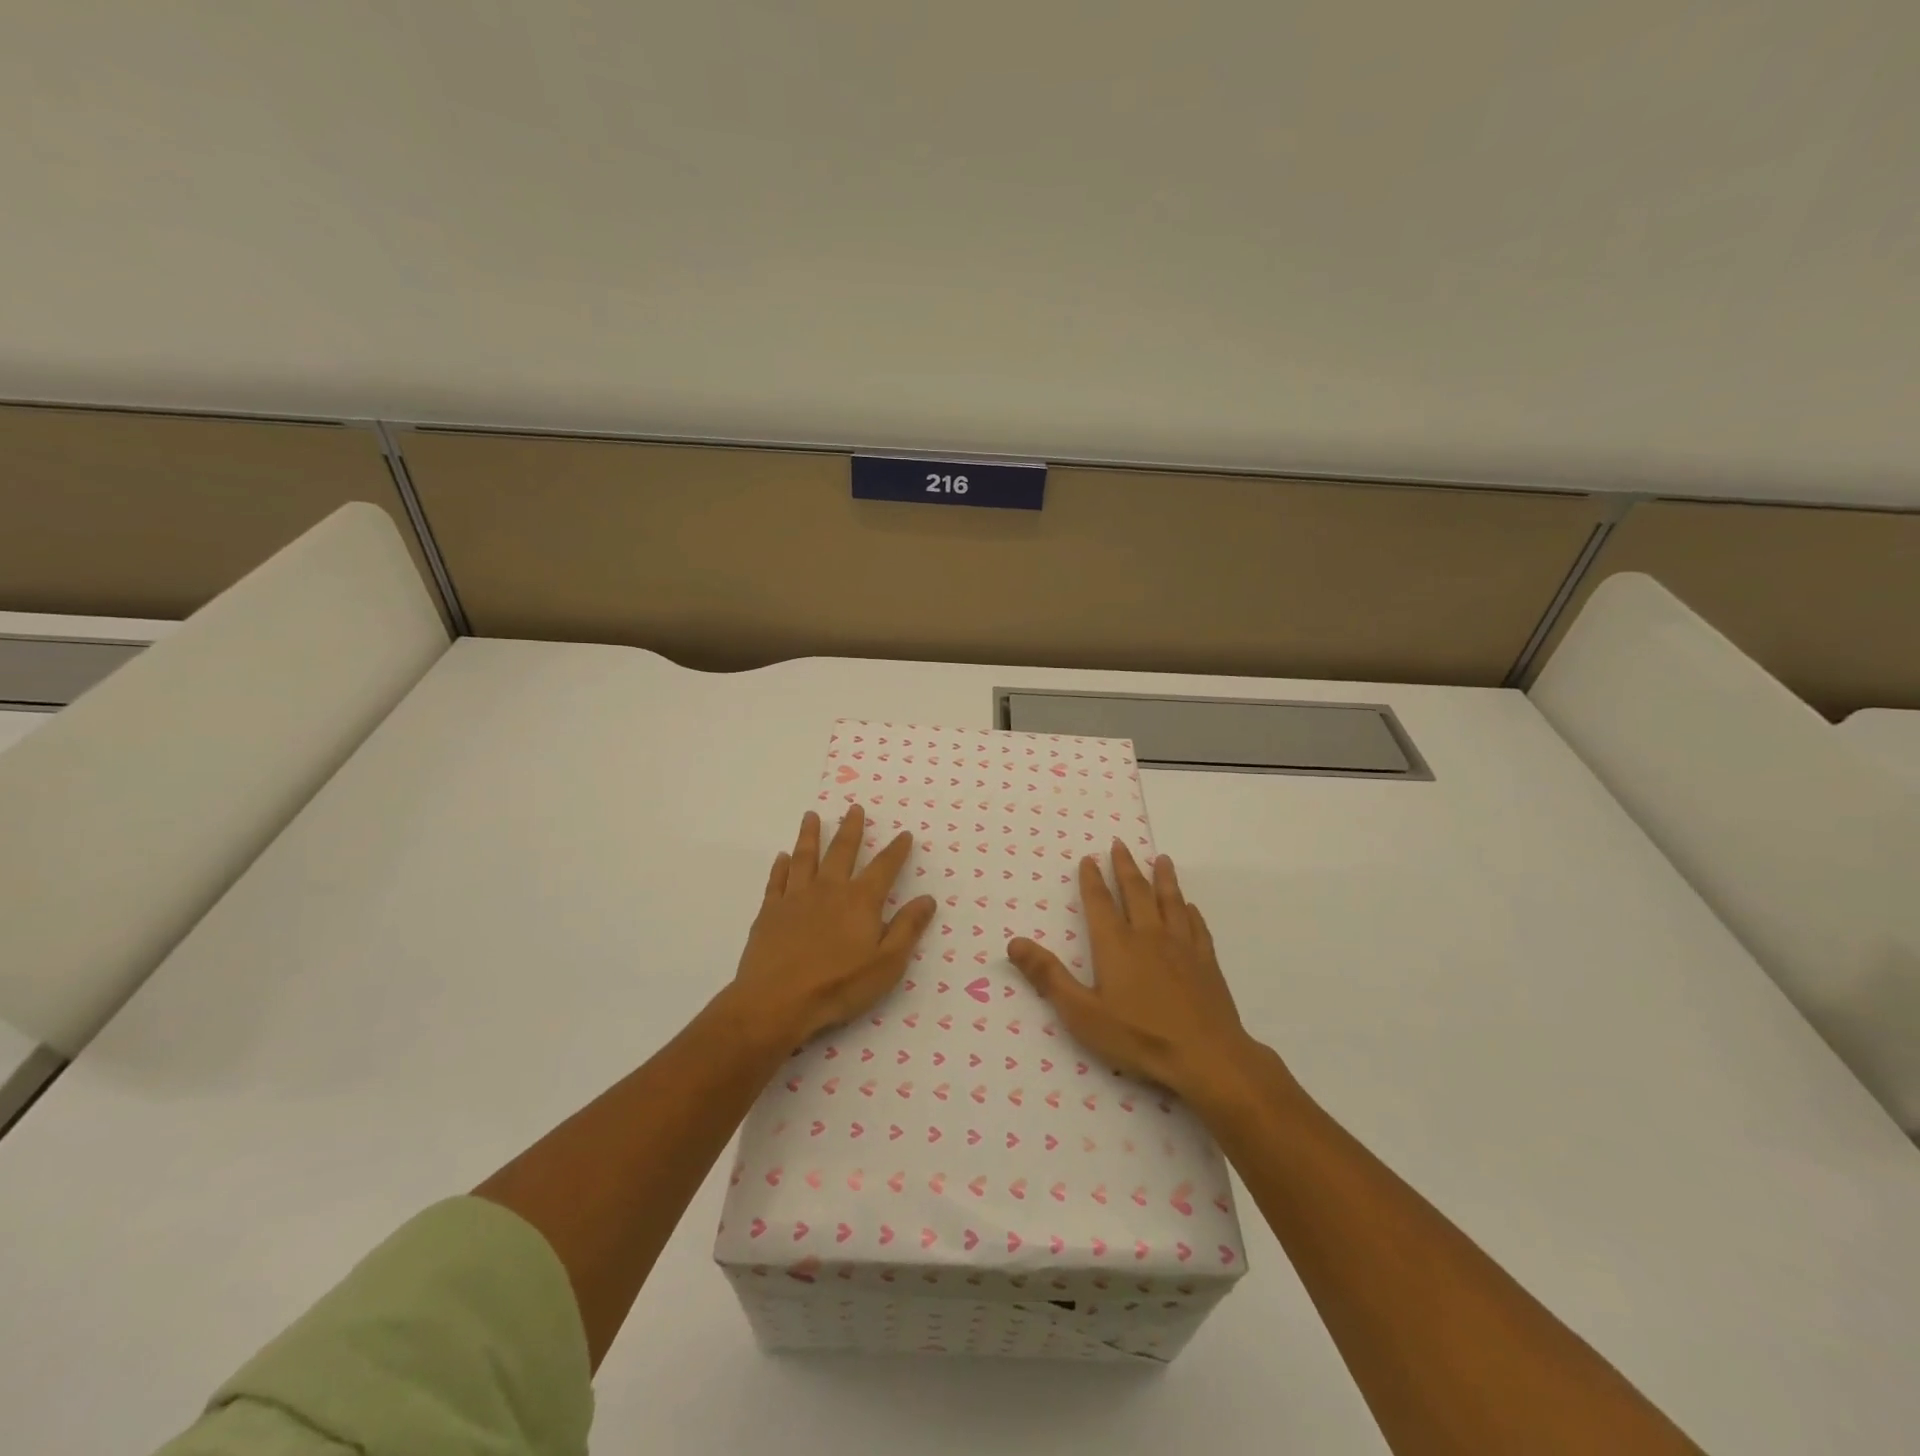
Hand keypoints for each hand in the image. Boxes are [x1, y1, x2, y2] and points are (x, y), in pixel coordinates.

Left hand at [724, 805, 937, 1046]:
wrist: (776, 1002)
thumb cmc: (838, 986)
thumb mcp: (887, 964)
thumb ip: (907, 928)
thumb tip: (927, 899)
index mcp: (860, 901)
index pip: (884, 868)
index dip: (896, 850)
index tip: (904, 834)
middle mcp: (829, 889)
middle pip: (842, 851)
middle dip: (851, 829)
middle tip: (854, 808)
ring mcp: (796, 898)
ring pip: (805, 857)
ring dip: (810, 835)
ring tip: (812, 816)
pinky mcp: (770, 911)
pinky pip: (777, 880)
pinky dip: (781, 866)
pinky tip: (782, 857)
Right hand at [1007, 842, 1256, 1102]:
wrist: (1206, 1056)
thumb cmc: (1139, 1036)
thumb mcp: (1082, 1013)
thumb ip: (1048, 976)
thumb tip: (1014, 943)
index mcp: (1116, 944)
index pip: (1100, 902)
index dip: (1092, 879)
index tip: (1089, 858)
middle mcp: (1148, 935)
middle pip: (1136, 892)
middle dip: (1125, 867)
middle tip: (1120, 844)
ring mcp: (1182, 947)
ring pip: (1170, 901)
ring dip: (1163, 878)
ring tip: (1161, 859)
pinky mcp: (1207, 963)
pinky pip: (1198, 927)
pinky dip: (1191, 912)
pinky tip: (1190, 907)